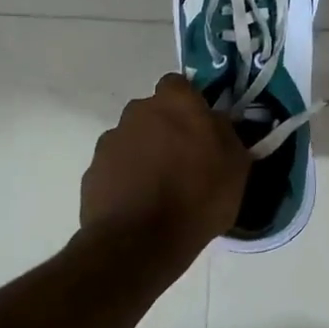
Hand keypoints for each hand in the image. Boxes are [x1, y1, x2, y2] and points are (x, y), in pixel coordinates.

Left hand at [79, 73, 250, 257]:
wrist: (139, 242)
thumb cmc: (198, 197)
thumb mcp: (236, 166)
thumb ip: (226, 133)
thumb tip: (215, 122)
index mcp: (175, 102)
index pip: (180, 85)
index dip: (190, 105)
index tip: (201, 129)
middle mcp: (137, 111)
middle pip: (154, 112)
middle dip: (166, 129)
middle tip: (184, 160)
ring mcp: (110, 140)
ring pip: (133, 139)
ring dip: (145, 154)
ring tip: (160, 189)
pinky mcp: (92, 171)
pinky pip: (116, 167)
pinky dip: (126, 179)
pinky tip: (140, 205)